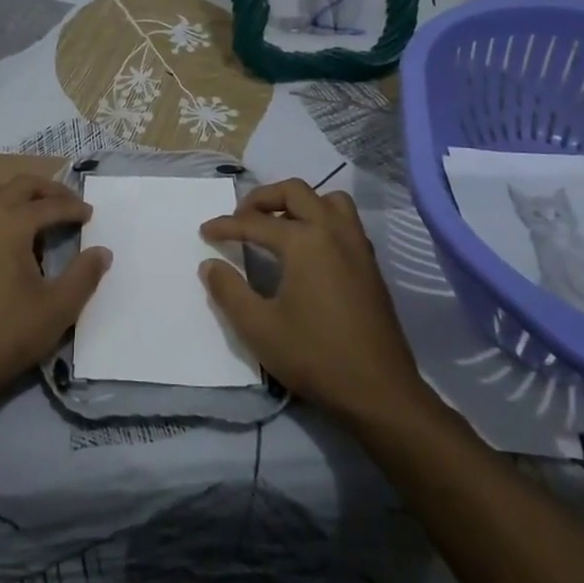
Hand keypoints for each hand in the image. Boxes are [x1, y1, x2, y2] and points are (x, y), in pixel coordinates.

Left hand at [0, 176, 112, 412]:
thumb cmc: (8, 334)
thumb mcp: (59, 307)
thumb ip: (85, 275)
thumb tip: (103, 252)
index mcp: (11, 223)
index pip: (50, 206)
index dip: (74, 208)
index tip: (90, 214)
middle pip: (17, 186)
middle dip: (46, 190)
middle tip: (67, 203)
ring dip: (10, 192)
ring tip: (28, 208)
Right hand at [200, 181, 422, 421]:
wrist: (379, 391)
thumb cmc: (314, 356)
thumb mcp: (258, 327)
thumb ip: (229, 291)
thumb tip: (209, 265)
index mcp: (304, 241)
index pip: (255, 222)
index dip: (225, 226)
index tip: (204, 233)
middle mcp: (333, 231)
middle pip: (295, 192)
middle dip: (262, 199)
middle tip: (240, 218)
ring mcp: (357, 245)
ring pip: (327, 199)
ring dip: (299, 203)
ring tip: (277, 225)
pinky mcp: (370, 263)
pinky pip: (345, 221)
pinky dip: (321, 218)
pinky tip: (308, 249)